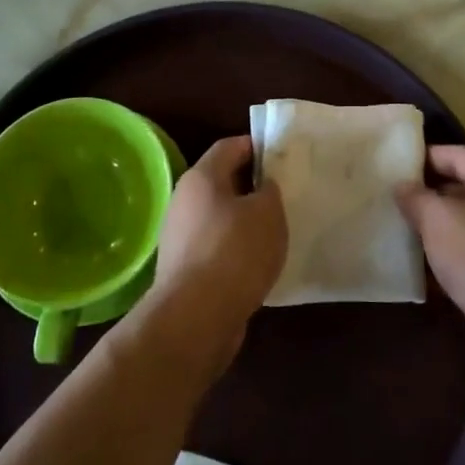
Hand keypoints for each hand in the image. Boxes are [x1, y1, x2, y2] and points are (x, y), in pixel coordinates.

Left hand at [144, 135, 286, 375]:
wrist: (195, 318)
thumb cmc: (234, 252)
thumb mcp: (268, 213)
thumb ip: (270, 191)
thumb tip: (263, 187)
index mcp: (202, 177)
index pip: (230, 146)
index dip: (256, 146)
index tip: (282, 154)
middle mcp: (185, 201)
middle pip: (222, 183)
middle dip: (252, 186)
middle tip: (284, 193)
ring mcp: (181, 237)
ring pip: (220, 218)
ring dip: (245, 221)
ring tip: (277, 230)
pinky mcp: (184, 270)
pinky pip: (216, 248)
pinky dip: (236, 250)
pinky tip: (259, 262)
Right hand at [396, 145, 464, 365]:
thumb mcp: (436, 217)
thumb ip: (415, 196)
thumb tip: (403, 186)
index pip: (460, 154)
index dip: (428, 155)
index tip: (399, 164)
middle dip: (431, 192)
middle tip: (398, 198)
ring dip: (439, 226)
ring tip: (406, 229)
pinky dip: (450, 254)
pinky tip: (425, 266)